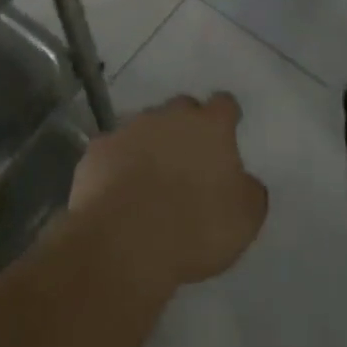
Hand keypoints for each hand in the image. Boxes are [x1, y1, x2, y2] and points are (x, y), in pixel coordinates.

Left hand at [70, 94, 268, 293]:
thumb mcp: (244, 219)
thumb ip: (249, 191)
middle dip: (186, 127)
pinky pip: (112, 150)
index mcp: (209, 126)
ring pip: (145, 126)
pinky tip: (118, 191)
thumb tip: (244, 181)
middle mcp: (169, 116)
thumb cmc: (194, 228)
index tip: (227, 133)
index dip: (226, 117)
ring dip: (151, 144)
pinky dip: (118, 164)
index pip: (224, 104)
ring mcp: (128, 129)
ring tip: (151, 179)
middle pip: (181, 109)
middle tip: (189, 160)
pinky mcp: (97, 150)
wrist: (123, 242)